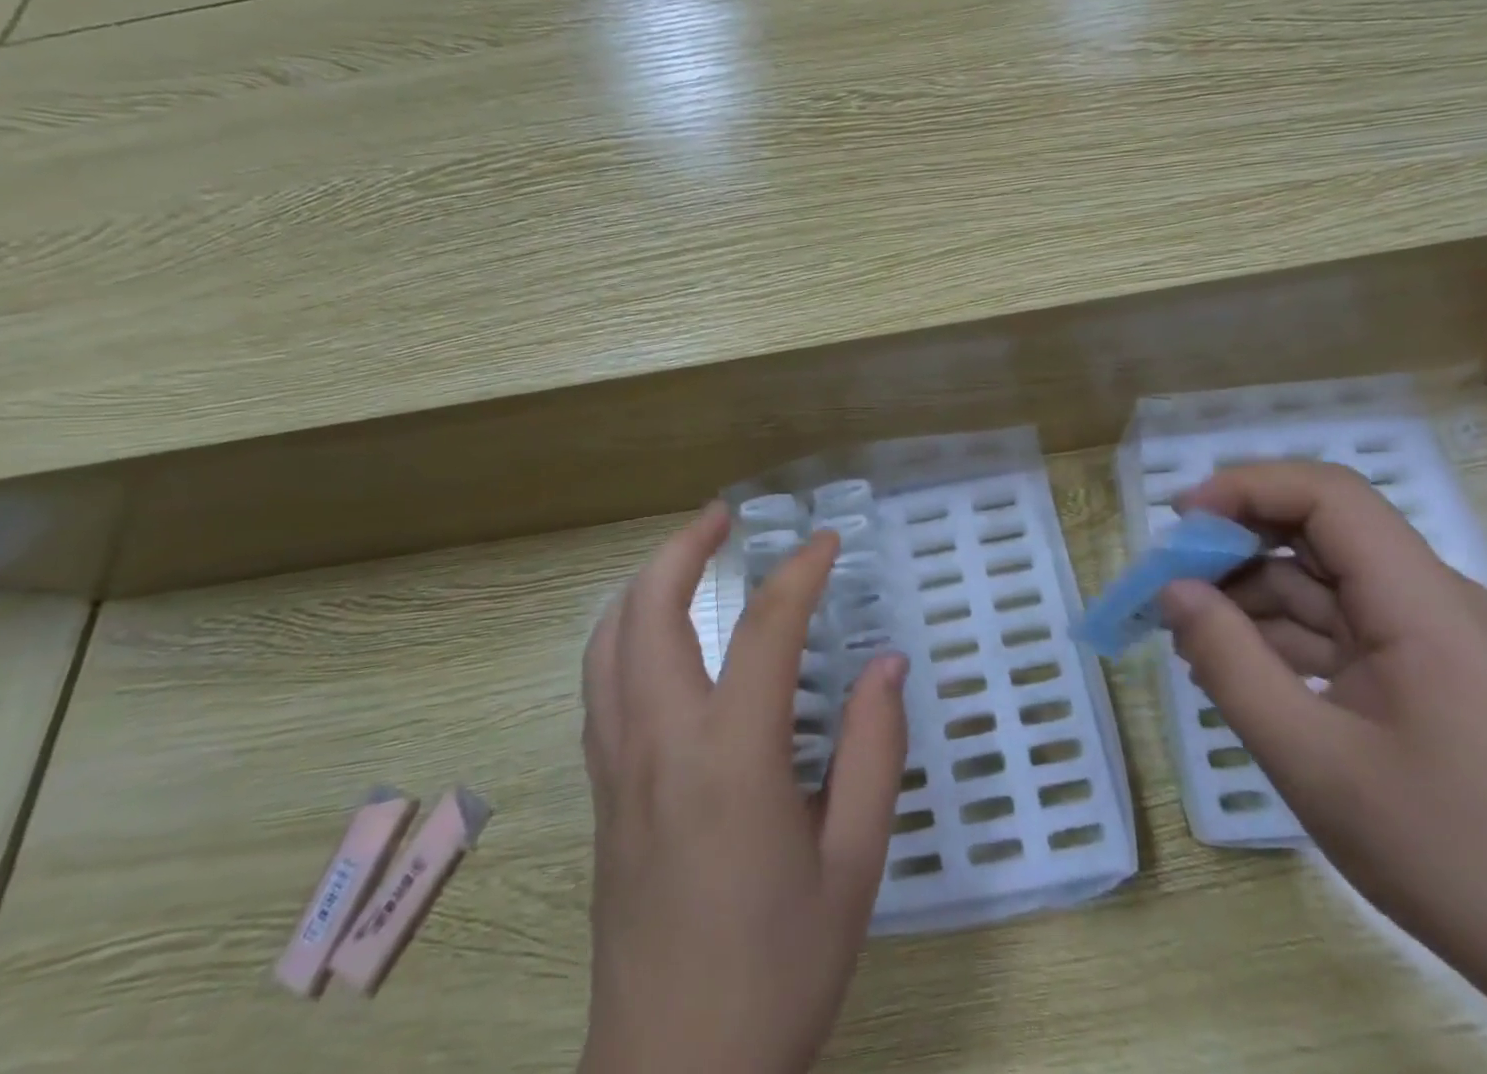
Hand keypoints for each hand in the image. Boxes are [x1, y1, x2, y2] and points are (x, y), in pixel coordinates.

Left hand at [581, 503, 908, 1073]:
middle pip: (650, 609)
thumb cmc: (777, 971)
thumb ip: (874, 750)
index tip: (828, 542)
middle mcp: (660, 742)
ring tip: (686, 557)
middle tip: (724, 515)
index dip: (801, 571)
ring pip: (608, 640)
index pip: (766, 627)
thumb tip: (886, 663)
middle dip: (685, 546)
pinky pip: (601, 682)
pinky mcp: (600, 791)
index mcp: (731, 757)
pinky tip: (658, 636)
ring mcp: (617, 765)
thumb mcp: (855, 864)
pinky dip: (624, 630)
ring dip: (644, 583)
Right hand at [1157, 461, 1486, 955]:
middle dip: (1236, 543)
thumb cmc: (1447, 852)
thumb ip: (1228, 662)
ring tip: (1188, 635)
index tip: (1180, 524)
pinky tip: (1235, 667)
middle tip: (1169, 581)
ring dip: (1250, 594)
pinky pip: (1336, 626)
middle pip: (1320, 530)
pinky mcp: (1422, 670)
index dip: (1246, 488)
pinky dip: (1279, 634)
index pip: (1328, 494)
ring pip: (1321, 580)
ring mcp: (1428, 635)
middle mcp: (1429, 598)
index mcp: (1420, 601)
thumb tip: (1171, 590)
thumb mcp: (1309, 758)